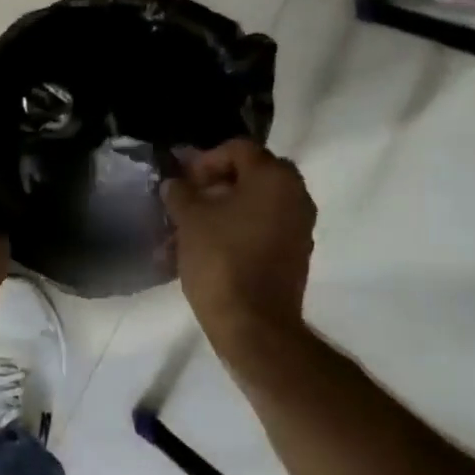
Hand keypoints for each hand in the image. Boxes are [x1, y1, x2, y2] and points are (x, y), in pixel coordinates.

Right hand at [162, 138, 315, 346]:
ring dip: (222, 211)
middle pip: (250, 175)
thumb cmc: (221, 260)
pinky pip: (262, 229)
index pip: (238, 149)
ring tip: (188, 230)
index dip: (204, 160)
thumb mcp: (190, 220)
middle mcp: (295, 196)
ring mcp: (299, 227)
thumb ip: (181, 193)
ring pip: (255, 205)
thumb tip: (175, 184)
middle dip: (215, 185)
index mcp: (275, 178)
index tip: (182, 182)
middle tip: (188, 201)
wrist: (254, 325)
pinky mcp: (294, 255)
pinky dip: (236, 231)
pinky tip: (206, 249)